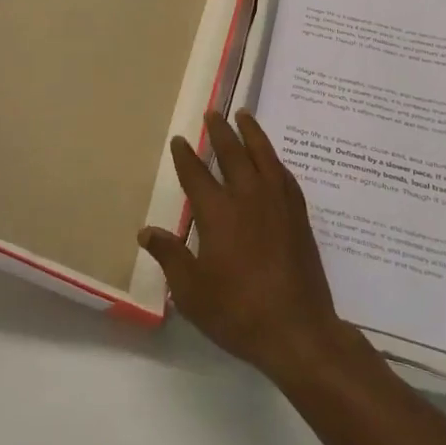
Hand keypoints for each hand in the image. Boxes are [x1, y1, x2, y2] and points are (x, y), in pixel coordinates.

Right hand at [140, 110, 355, 384]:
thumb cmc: (238, 312)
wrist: (298, 331)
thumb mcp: (192, 291)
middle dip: (220, 133)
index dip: (186, 157)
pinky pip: (285, 176)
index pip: (196, 175)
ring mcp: (278, 204)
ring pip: (264, 156)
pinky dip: (274, 160)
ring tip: (244, 115)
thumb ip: (170, 256)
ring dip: (252, 133)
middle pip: (232, 155)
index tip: (180, 140)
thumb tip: (146, 231)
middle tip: (212, 114)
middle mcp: (248, 198)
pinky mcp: (299, 216)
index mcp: (218, 214)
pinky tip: (272, 159)